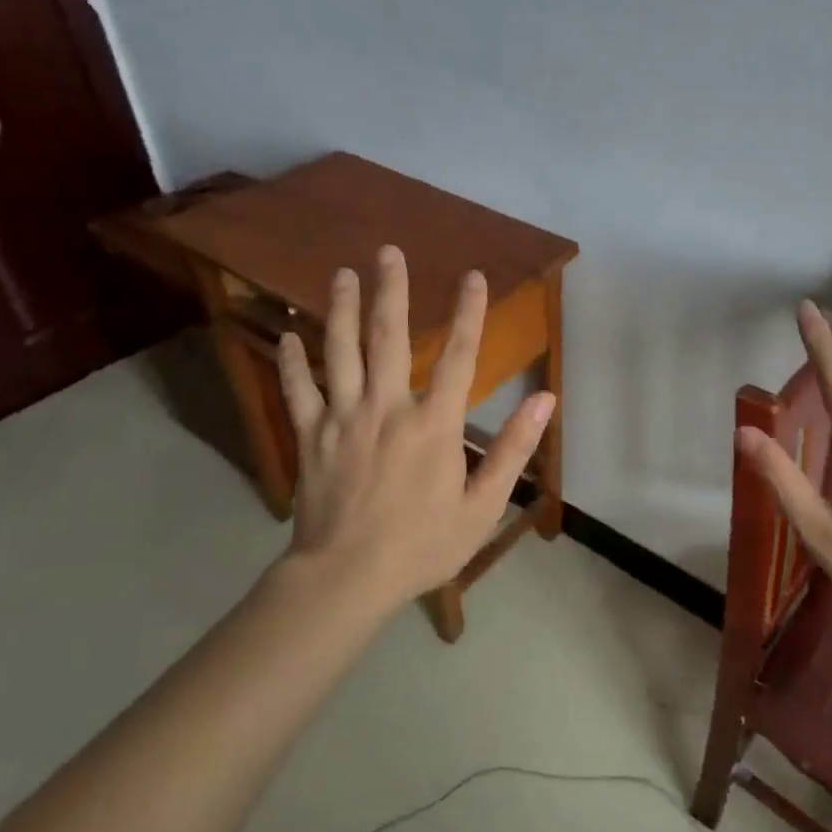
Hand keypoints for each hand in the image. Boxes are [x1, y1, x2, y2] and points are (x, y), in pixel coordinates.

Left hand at [274, 245, 553, 605]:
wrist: (347, 579)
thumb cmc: (422, 546)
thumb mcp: (483, 506)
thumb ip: (514, 450)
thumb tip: (544, 400)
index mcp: (434, 424)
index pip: (460, 356)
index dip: (470, 313)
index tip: (474, 276)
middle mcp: (387, 408)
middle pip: (389, 337)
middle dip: (390, 291)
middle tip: (387, 251)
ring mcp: (343, 419)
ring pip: (340, 352)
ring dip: (340, 309)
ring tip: (342, 273)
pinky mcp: (310, 437)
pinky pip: (299, 390)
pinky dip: (292, 360)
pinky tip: (286, 335)